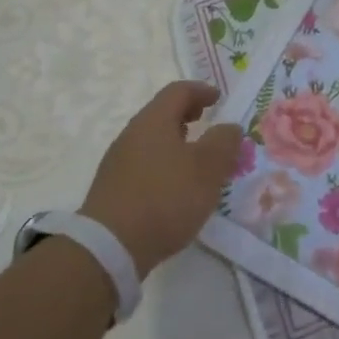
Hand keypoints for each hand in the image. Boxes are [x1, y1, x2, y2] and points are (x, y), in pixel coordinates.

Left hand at [80, 81, 243, 278]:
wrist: (109, 248)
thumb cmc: (165, 197)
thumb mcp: (207, 168)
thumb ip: (223, 142)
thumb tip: (229, 127)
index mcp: (154, 121)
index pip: (178, 91)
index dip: (201, 90)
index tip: (218, 98)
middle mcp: (131, 135)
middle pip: (161, 114)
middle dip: (186, 115)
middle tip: (206, 122)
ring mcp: (118, 163)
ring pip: (151, 141)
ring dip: (175, 143)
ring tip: (195, 160)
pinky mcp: (112, 191)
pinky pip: (143, 165)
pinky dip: (163, 165)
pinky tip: (174, 188)